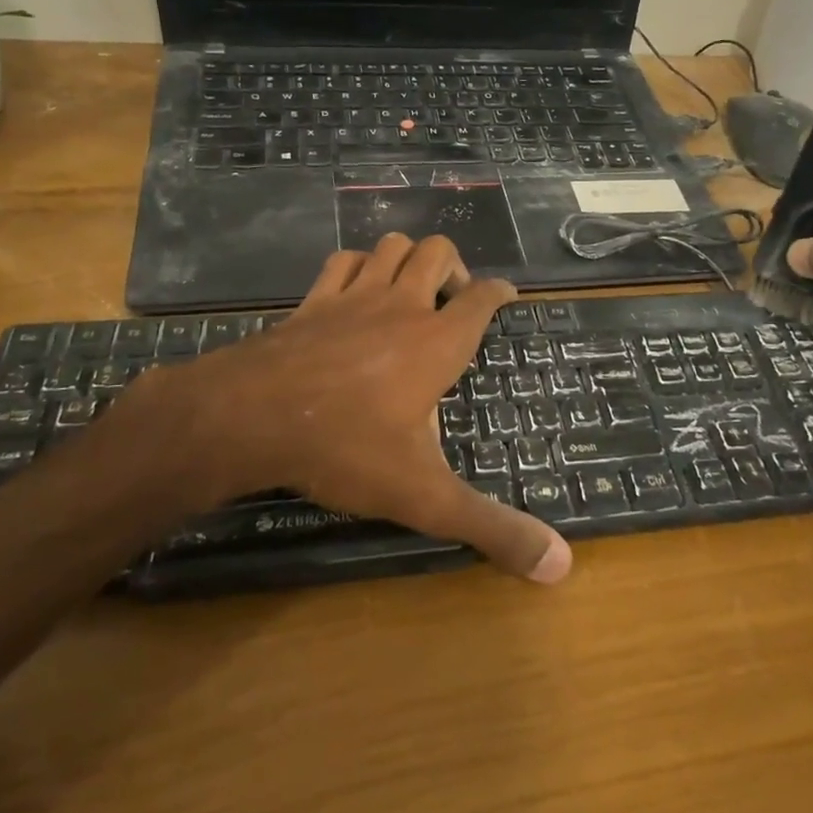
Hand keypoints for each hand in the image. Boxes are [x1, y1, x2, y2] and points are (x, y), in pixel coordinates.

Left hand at [114, 234, 571, 582]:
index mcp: (437, 343)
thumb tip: (562, 565)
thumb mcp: (425, 496)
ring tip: (411, 292)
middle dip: (454, 267)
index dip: (499, 292)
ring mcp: (353, 297)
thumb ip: (492, 528)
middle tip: (453, 303)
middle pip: (437, 253)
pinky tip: (357, 289)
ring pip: (390, 247)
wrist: (250, 418)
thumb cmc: (347, 448)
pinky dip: (359, 266)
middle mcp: (401, 307)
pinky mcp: (312, 301)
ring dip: (408, 259)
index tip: (507, 295)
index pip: (482, 299)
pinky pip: (343, 262)